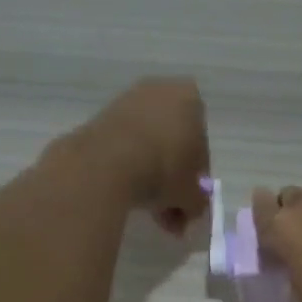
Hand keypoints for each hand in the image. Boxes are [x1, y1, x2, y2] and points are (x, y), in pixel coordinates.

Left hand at [73, 78, 210, 234]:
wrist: (107, 164)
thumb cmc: (164, 170)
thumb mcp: (193, 194)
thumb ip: (198, 201)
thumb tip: (192, 207)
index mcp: (189, 99)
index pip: (201, 143)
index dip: (197, 175)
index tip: (189, 197)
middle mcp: (159, 91)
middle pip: (173, 142)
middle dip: (172, 177)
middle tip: (170, 209)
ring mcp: (127, 102)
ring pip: (148, 146)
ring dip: (151, 176)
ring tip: (149, 210)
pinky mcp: (100, 118)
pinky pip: (125, 146)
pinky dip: (129, 168)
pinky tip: (129, 196)